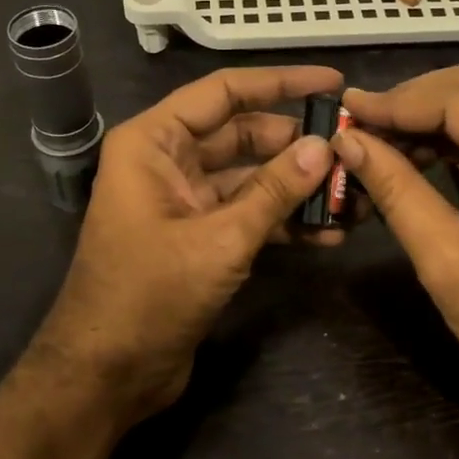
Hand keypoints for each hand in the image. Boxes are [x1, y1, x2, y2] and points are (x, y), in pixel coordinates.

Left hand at [36, 65, 342, 423]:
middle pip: (242, 135)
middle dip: (296, 144)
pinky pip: (246, 213)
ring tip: (351, 194)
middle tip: (352, 149)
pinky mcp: (198, 237)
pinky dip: (282, 221)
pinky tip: (327, 233)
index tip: (333, 84)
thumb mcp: (219, 239)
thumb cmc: (149, 295)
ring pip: (249, 177)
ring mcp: (183, 201)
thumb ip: (274, 190)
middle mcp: (166, 161)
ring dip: (296, 186)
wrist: (106, 375)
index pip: (224, 93)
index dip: (280, 83)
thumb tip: (324, 147)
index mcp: (154, 142)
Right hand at [334, 64, 458, 432]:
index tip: (347, 110)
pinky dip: (458, 134)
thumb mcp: (447, 261)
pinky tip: (421, 154)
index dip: (398, 102)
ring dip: (433, 114)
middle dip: (415, 99)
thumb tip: (347, 140)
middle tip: (362, 121)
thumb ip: (396, 190)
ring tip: (381, 139)